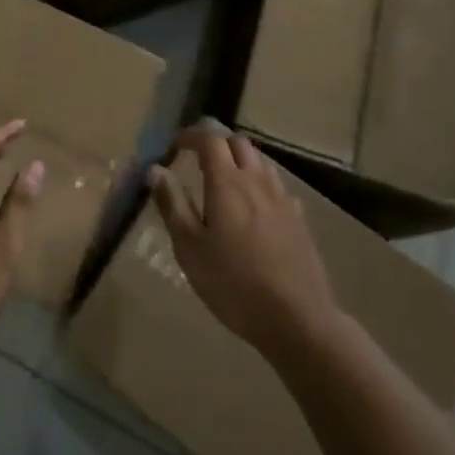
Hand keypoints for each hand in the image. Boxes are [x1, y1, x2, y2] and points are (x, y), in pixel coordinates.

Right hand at [149, 123, 340, 359]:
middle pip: (238, 143)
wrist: (297, 318)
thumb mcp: (190, 248)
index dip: (192, 136)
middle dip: (217, 143)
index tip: (177, 144)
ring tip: (225, 179)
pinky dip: (259, 182)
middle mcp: (256, 180)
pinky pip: (276, 185)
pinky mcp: (298, 218)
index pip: (210, 140)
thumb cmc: (233, 284)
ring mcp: (282, 198)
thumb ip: (172, 204)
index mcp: (227, 182)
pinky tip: (254, 206)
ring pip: (260, 161)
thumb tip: (156, 169)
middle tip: (199, 159)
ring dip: (240, 160)